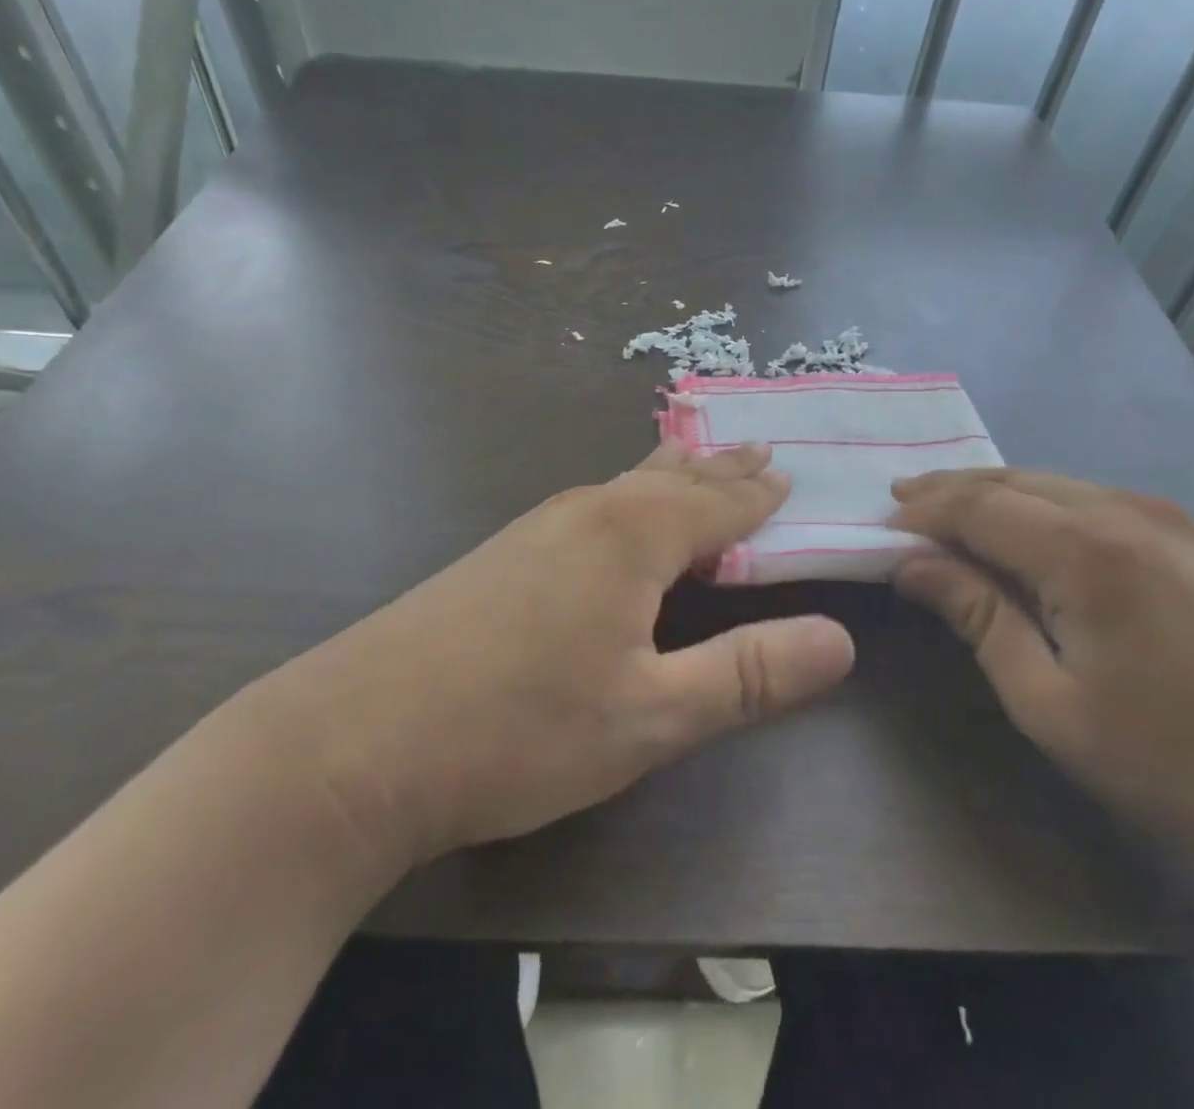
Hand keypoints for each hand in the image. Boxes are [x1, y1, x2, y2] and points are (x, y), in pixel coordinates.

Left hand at [261, 441, 854, 883]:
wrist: (353, 742)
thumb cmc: (518, 730)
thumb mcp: (653, 717)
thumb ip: (749, 674)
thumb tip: (841, 639)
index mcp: (633, 534)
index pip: (720, 503)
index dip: (761, 495)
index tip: (794, 475)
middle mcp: (588, 511)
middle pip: (673, 477)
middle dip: (722, 470)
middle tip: (761, 452)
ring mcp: (537, 527)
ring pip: (627, 484)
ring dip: (674, 476)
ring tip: (701, 463)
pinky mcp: (502, 553)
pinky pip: (592, 505)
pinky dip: (631, 496)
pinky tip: (619, 513)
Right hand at [889, 468, 1193, 880]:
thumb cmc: (1176, 760)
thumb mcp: (1049, 702)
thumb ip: (977, 617)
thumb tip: (911, 565)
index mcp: (1084, 549)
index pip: (977, 506)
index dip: (922, 510)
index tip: (879, 525)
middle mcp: (1122, 510)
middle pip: (1011, 481)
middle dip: (949, 489)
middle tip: (900, 504)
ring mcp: (1165, 517)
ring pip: (1052, 484)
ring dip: (993, 494)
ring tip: (948, 513)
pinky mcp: (1190, 536)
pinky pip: (1089, 500)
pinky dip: (1038, 505)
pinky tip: (1024, 530)